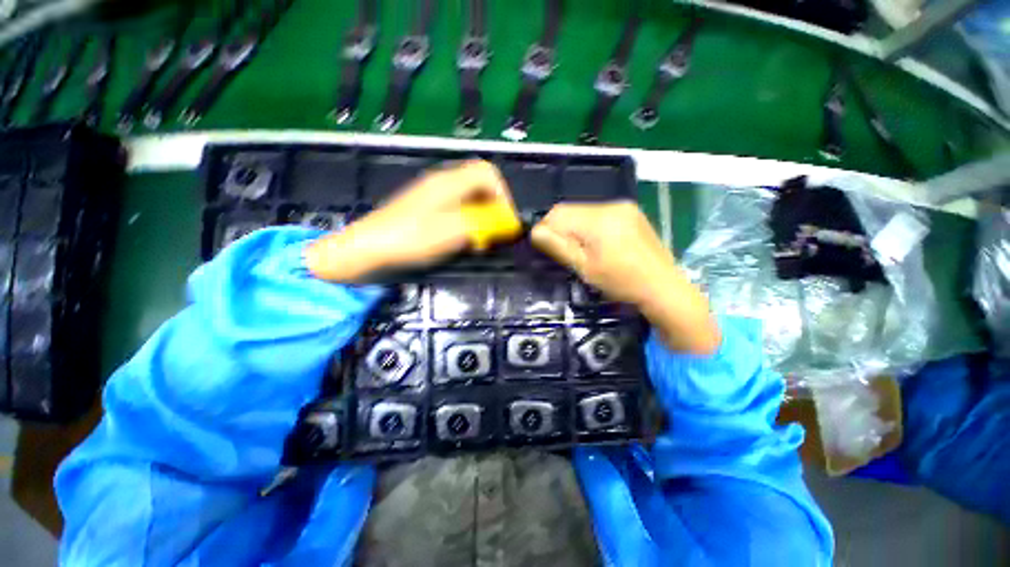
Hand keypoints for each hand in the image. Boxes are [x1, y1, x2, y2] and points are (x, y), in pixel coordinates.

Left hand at [306, 160, 516, 281]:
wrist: (367, 250)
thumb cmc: (411, 239)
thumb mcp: (454, 232)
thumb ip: (484, 224)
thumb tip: (507, 223)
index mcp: (449, 182)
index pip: (488, 173)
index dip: (503, 195)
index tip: (505, 221)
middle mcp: (442, 183)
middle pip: (479, 185)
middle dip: (493, 208)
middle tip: (492, 232)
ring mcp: (431, 195)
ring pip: (468, 199)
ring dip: (480, 218)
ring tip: (478, 241)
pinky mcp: (424, 209)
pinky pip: (455, 209)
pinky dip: (465, 223)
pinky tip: (460, 241)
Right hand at [531, 201, 719, 354]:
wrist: (663, 288)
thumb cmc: (622, 282)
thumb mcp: (585, 268)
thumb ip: (558, 247)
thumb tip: (535, 231)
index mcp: (599, 219)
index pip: (558, 212)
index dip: (545, 227)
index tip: (543, 246)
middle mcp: (611, 205)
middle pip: (570, 209)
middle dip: (560, 227)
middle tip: (562, 251)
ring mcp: (623, 207)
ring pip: (584, 211)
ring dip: (574, 226)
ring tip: (580, 249)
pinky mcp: (631, 212)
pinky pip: (599, 213)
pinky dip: (589, 225)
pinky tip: (596, 243)